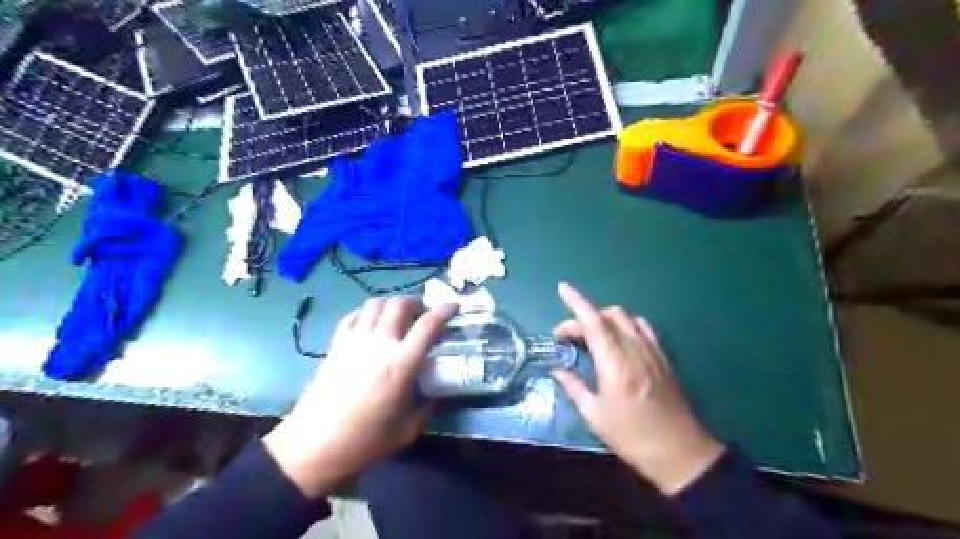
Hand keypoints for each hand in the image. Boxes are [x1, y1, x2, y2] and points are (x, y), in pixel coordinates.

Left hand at [261, 297, 455, 498]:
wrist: (313, 446)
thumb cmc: (365, 441)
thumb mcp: (407, 429)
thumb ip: (426, 405)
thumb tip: (433, 390)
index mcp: (401, 364)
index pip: (428, 325)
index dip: (445, 311)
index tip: (454, 306)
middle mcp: (379, 344)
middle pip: (400, 304)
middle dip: (417, 304)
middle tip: (424, 316)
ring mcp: (354, 341)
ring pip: (375, 304)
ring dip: (392, 305)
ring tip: (398, 319)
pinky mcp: (335, 345)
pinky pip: (353, 316)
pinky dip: (366, 313)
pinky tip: (370, 325)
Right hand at [552, 284, 723, 493]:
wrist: (679, 451)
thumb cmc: (631, 436)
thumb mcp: (595, 415)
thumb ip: (573, 386)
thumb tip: (557, 368)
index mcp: (615, 364)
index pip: (593, 322)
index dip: (576, 302)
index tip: (562, 288)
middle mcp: (634, 349)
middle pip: (608, 315)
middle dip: (583, 317)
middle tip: (567, 338)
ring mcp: (652, 350)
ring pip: (626, 317)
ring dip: (604, 318)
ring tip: (591, 336)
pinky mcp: (662, 356)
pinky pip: (642, 327)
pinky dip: (624, 324)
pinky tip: (617, 339)